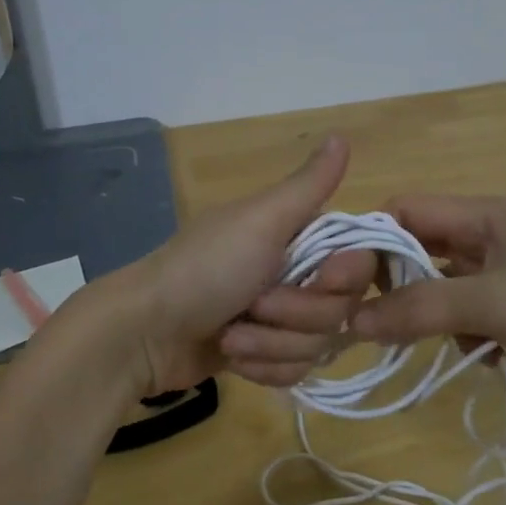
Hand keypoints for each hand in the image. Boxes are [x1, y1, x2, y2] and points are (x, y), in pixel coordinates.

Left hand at [113, 136, 377, 394]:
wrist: (145, 332)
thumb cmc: (206, 269)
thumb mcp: (261, 220)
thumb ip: (308, 185)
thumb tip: (341, 134)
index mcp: (298, 236)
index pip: (359, 263)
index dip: (346, 278)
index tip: (323, 279)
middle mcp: (296, 274)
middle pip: (340, 310)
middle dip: (296, 315)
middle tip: (254, 305)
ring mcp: (279, 318)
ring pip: (317, 345)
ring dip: (271, 344)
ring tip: (232, 335)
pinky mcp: (264, 354)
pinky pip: (294, 371)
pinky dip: (262, 366)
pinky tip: (231, 355)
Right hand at [350, 195, 505, 384]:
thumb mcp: (488, 304)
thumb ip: (420, 309)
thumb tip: (352, 321)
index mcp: (480, 213)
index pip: (403, 209)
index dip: (372, 240)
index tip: (349, 285)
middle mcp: (489, 231)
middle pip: (422, 249)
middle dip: (403, 287)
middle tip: (387, 325)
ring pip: (447, 284)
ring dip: (440, 316)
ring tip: (456, 345)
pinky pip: (475, 308)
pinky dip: (472, 332)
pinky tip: (489, 356)